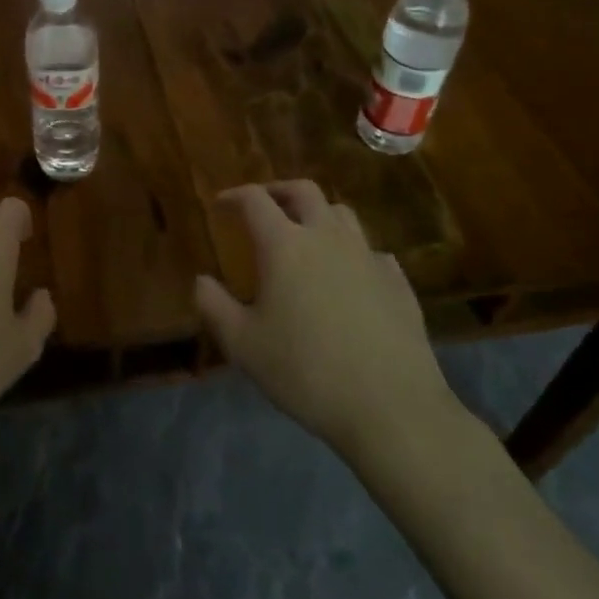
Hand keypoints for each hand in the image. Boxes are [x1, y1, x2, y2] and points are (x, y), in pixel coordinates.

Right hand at [194, 181, 462, 472]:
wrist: (390, 407)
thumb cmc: (305, 371)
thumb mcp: (242, 344)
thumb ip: (214, 306)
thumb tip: (201, 280)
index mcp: (284, 245)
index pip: (255, 200)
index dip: (234, 195)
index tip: (221, 203)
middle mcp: (327, 238)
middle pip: (303, 191)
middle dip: (277, 191)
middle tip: (262, 205)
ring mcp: (368, 257)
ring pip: (342, 214)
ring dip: (317, 213)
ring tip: (304, 234)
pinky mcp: (398, 281)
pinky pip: (371, 250)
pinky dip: (351, 250)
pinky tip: (347, 275)